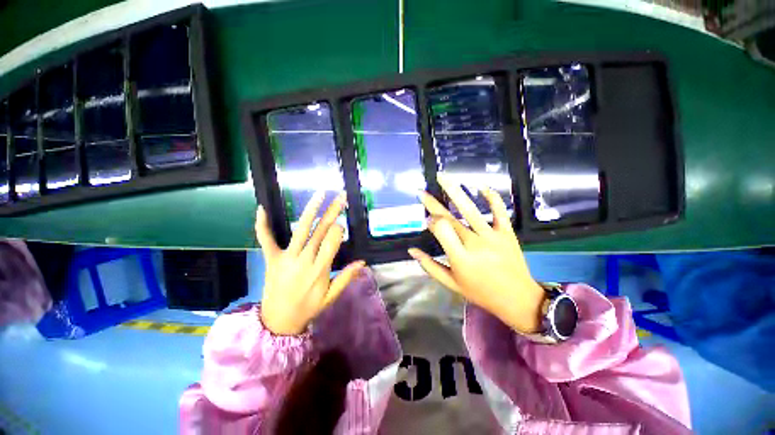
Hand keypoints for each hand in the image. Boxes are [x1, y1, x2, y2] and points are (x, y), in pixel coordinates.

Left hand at [255, 191, 364, 335]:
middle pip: (321, 230)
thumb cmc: (309, 308)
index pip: (333, 240)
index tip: (341, 225)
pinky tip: (262, 208)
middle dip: (333, 211)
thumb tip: (363, 262)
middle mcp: (304, 259)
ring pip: (301, 229)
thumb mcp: (331, 296)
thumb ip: (346, 277)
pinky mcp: (271, 258)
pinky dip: (262, 224)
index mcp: (320, 269)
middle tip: (341, 197)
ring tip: (319, 194)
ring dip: (311, 210)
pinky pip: (266, 239)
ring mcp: (286, 257)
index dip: (339, 229)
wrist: (278, 322)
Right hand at [408, 173, 545, 333]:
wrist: (518, 299)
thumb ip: (429, 266)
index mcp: (460, 258)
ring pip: (470, 209)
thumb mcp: (451, 284)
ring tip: (442, 176)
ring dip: (454, 190)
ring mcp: (492, 236)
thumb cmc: (480, 293)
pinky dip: (491, 197)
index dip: (431, 222)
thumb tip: (411, 250)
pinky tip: (480, 186)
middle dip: (433, 203)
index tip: (427, 219)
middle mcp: (475, 243)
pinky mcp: (507, 232)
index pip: (441, 230)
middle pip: (450, 218)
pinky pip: (499, 210)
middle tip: (421, 192)